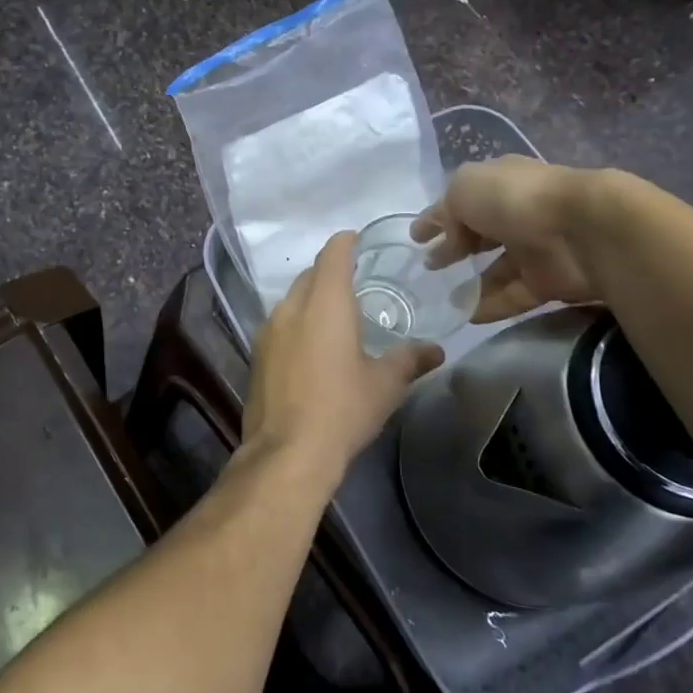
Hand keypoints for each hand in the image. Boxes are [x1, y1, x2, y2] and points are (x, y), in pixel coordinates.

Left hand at [241, 231, 444, 483]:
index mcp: (325, 303)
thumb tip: (436, 350)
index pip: (333, 254)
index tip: (358, 241)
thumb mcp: (385, 384)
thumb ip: (410, 359)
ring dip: (311, 299)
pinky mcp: (256, 354)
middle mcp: (291, 306)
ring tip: (335, 316)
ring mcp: (268, 330)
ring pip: (291, 299)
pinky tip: (311, 346)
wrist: (288, 451)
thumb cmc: (343, 408)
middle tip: (356, 283)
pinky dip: (297, 323)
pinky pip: (279, 324)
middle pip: (310, 275)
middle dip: (330, 272)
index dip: (346, 242)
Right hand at [410, 158, 602, 322]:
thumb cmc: (515, 199)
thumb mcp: (464, 189)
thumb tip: (450, 241)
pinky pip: (512, 295)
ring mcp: (535, 248)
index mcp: (500, 183)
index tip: (416, 237)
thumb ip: (447, 212)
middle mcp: (518, 212)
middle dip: (455, 248)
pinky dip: (490, 305)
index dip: (437, 216)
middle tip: (429, 267)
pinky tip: (465, 315)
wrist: (583, 230)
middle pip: (481, 233)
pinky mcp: (548, 282)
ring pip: (497, 268)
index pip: (463, 200)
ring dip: (470, 282)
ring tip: (442, 297)